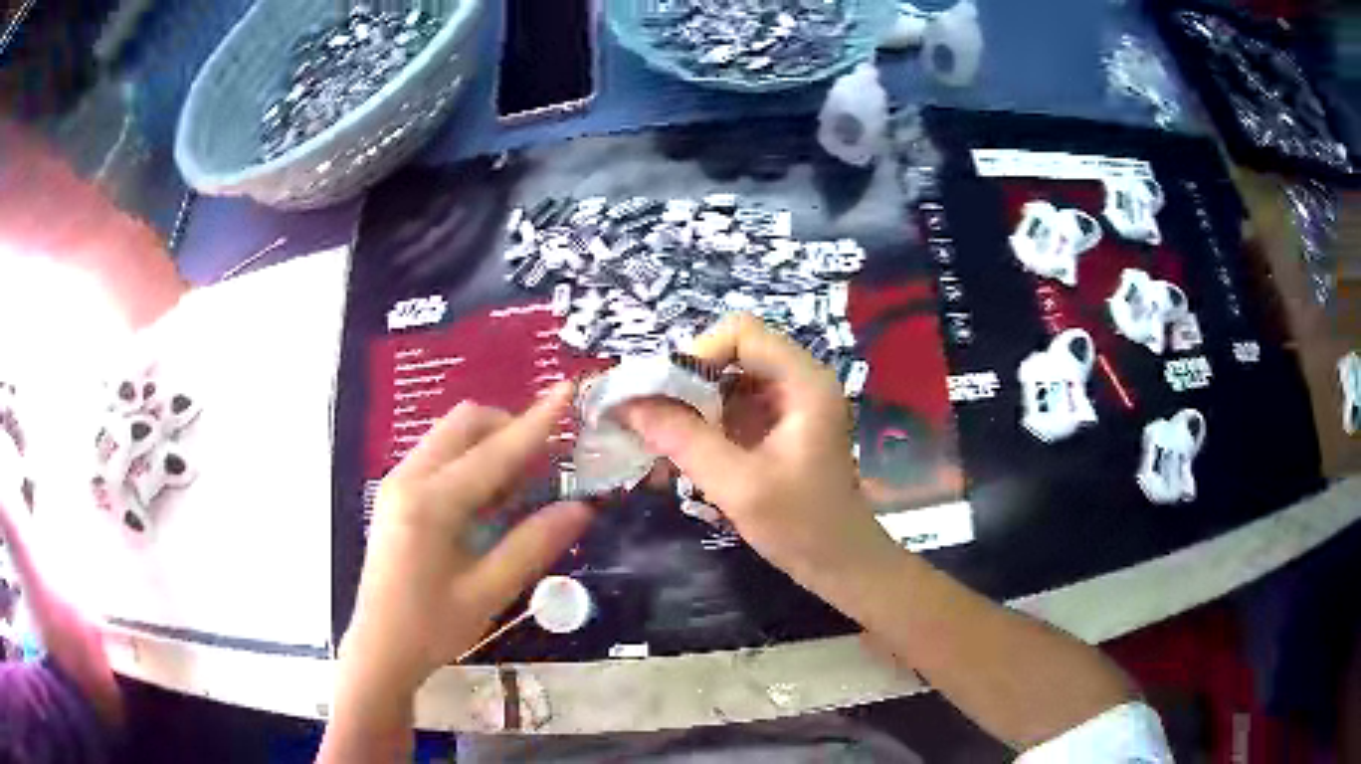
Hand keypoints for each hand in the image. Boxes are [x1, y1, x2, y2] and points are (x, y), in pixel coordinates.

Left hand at [337, 383, 593, 696]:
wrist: (380, 648)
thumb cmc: (432, 628)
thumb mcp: (488, 592)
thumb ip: (533, 544)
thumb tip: (582, 507)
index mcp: (431, 503)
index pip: (495, 452)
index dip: (537, 422)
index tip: (568, 390)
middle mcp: (409, 477)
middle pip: (465, 423)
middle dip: (509, 428)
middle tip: (546, 464)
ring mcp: (397, 482)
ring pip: (451, 436)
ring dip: (489, 445)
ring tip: (520, 490)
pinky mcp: (396, 494)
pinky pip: (439, 456)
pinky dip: (471, 462)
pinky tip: (487, 503)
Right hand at [620, 314, 901, 595]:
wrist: (840, 563)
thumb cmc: (801, 526)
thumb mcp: (738, 484)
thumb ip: (684, 440)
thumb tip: (628, 405)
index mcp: (804, 382)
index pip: (741, 332)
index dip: (697, 353)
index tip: (665, 396)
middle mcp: (798, 380)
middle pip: (731, 353)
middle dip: (686, 382)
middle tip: (651, 418)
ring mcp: (788, 403)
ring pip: (727, 380)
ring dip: (690, 406)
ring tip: (659, 440)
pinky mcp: (777, 427)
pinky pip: (731, 407)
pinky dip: (703, 425)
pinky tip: (681, 455)